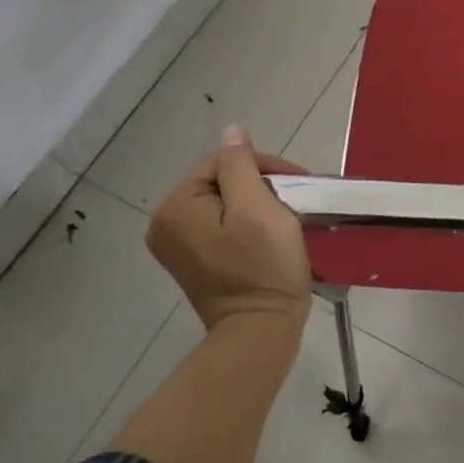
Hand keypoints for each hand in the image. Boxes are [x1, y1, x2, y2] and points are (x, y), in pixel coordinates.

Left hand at [147, 125, 312, 330]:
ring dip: (257, 202)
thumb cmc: (263, 266)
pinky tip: (269, 233)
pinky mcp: (194, 262)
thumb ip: (241, 164)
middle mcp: (165, 223)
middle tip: (295, 199)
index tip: (298, 181)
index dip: (262, 165)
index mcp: (176, 206)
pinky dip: (246, 223)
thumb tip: (231, 131)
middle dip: (260, 184)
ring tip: (287, 215)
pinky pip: (221, 225)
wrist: (260, 331)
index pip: (222, 161)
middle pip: (220, 181)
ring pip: (224, 202)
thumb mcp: (257, 206)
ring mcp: (177, 246)